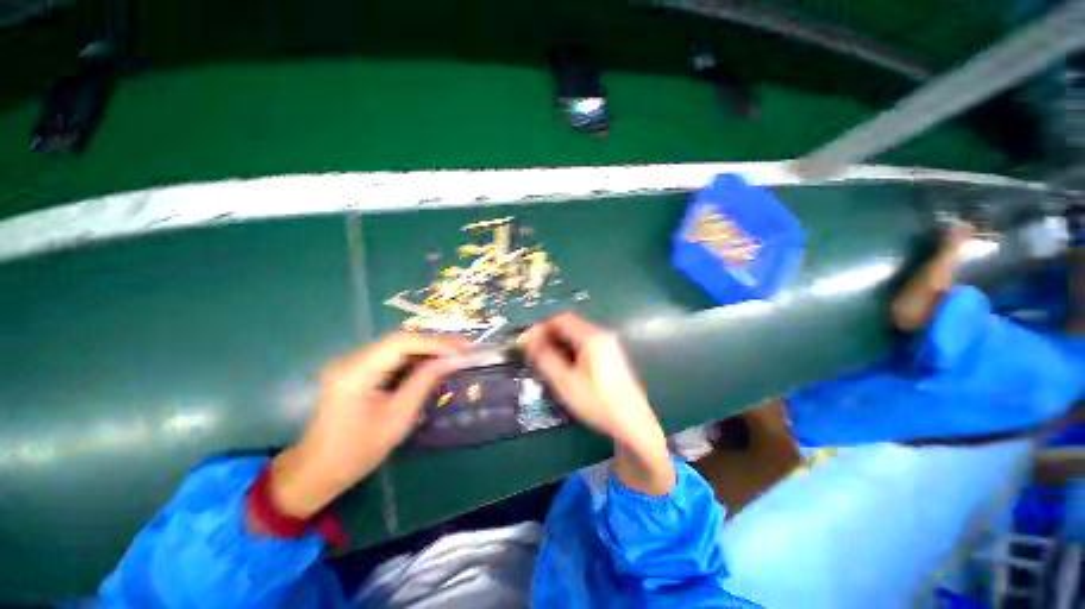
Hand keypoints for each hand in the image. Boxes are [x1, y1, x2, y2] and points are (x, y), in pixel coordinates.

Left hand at [269, 333, 467, 518]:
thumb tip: (454, 360)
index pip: (401, 343)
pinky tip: (434, 361)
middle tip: (464, 347)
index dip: (434, 343)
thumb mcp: (398, 418)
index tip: (462, 349)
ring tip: (456, 352)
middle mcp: (352, 360)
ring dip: (428, 348)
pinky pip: (392, 357)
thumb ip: (425, 382)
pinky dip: (416, 358)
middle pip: (400, 340)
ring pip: (398, 346)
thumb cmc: (357, 451)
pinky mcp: (358, 371)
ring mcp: (353, 364)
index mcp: (356, 372)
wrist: (317, 471)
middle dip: (435, 342)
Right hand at [520, 313, 674, 494]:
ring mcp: (608, 343)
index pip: (560, 319)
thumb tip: (529, 341)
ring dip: (558, 342)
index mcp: (592, 337)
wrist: (633, 422)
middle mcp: (601, 334)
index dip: (540, 327)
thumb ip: (545, 358)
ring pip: (576, 334)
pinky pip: (584, 343)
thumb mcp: (565, 382)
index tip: (527, 341)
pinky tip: (563, 364)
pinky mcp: (610, 354)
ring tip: (545, 359)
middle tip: (533, 351)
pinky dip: (570, 349)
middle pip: (569, 324)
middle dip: (548, 334)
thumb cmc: (597, 402)